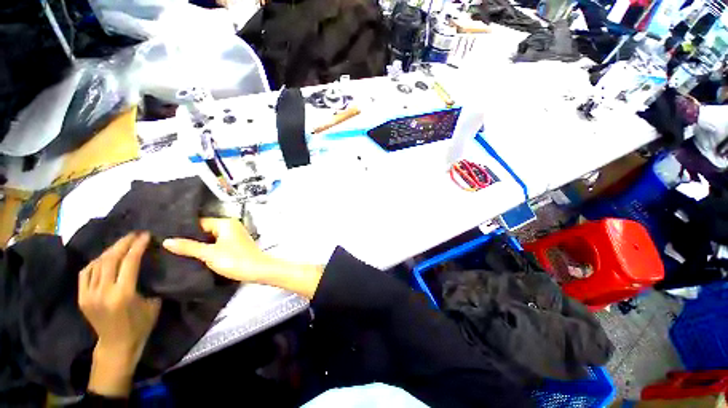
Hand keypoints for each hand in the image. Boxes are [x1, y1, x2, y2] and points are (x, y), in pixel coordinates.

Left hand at [78, 232, 160, 396]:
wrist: (116, 346)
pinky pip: (86, 273)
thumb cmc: (140, 326)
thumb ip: (147, 283)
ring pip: (97, 264)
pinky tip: (104, 259)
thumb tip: (148, 266)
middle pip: (110, 259)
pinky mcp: (82, 297)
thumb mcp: (153, 303)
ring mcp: (89, 294)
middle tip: (134, 235)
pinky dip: (96, 262)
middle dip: (123, 243)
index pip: (129, 262)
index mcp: (123, 294)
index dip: (137, 246)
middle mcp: (103, 292)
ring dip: (110, 251)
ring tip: (121, 244)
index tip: (145, 235)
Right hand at [163, 218, 323, 298]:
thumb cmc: (235, 260)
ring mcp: (235, 235)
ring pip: (211, 238)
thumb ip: (188, 247)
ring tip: (178, 252)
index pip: (199, 222)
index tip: (166, 237)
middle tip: (169, 246)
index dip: (184, 230)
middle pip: (205, 230)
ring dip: (199, 244)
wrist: (258, 270)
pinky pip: (218, 243)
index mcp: (226, 223)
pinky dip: (208, 248)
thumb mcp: (209, 254)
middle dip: (190, 238)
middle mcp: (231, 225)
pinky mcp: (236, 244)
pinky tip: (195, 256)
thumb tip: (167, 240)